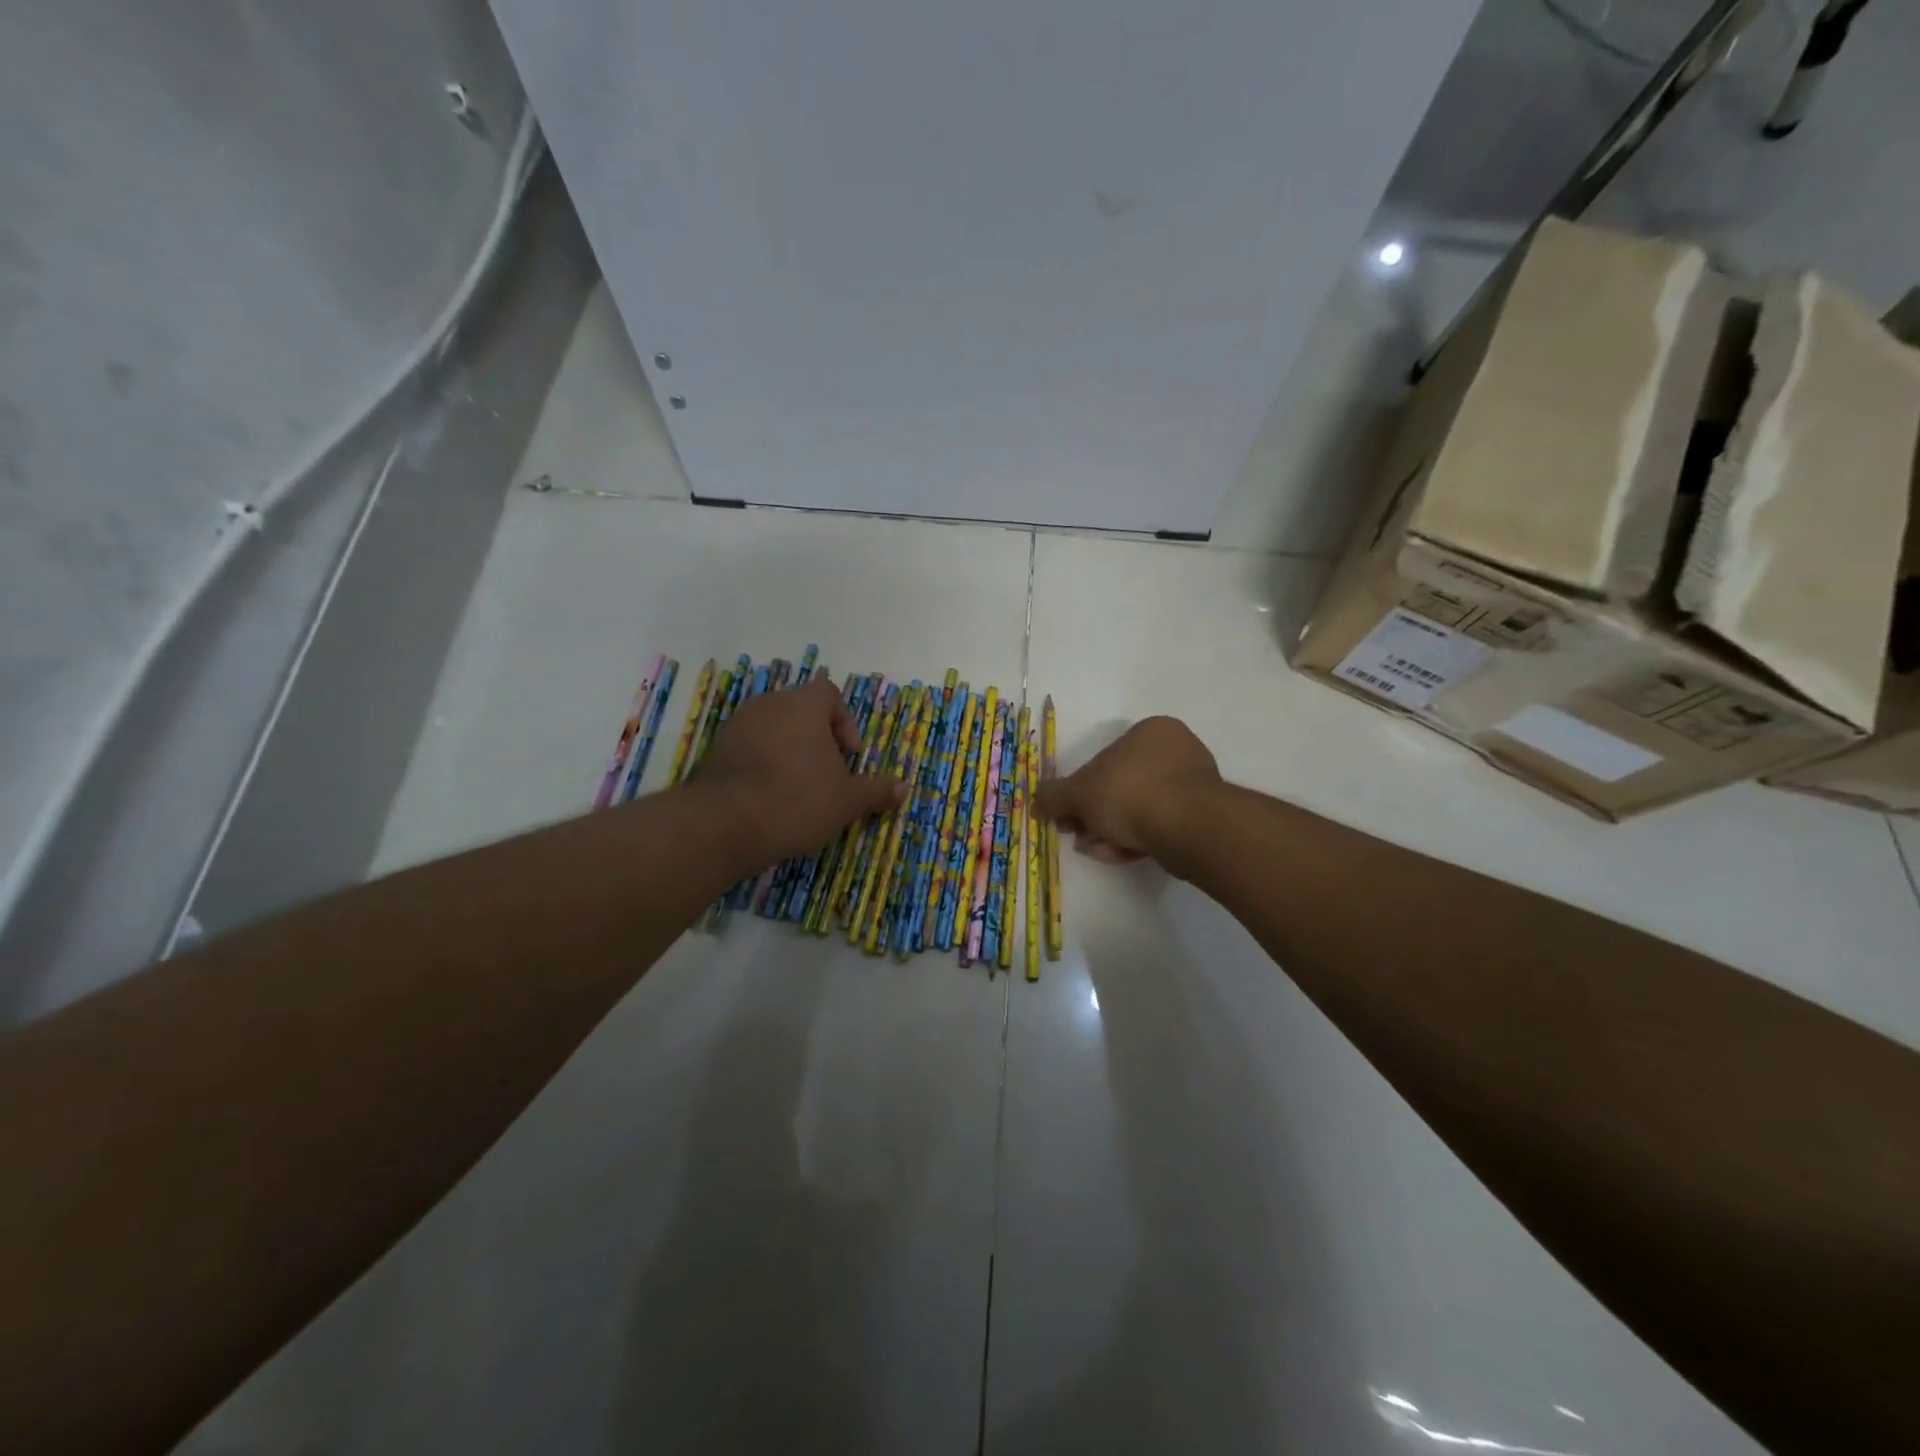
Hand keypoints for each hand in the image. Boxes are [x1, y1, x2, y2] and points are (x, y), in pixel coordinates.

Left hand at [691, 677, 906, 867]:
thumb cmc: (796, 800)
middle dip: (818, 739)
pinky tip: (769, 798)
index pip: (829, 693)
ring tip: (798, 789)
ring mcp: (736, 726)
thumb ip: (876, 790)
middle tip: (827, 774)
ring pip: (773, 729)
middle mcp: (768, 705)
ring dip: (789, 752)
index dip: (845, 721)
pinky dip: (762, 765)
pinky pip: (749, 749)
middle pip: (800, 711)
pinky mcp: (714, 751)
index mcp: (803, 705)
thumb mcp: (847, 801)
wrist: (723, 824)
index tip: (849, 756)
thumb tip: (905, 788)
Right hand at [1033, 716, 1221, 864]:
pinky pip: (1162, 826)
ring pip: (1139, 810)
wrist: (1190, 826)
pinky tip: (1125, 855)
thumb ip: (1054, 796)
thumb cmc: (1130, 794)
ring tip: (1101, 851)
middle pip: (1121, 787)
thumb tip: (1036, 803)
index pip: (1105, 761)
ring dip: (1113, 832)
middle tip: (1081, 836)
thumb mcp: (1079, 794)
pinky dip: (1140, 840)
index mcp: (1150, 732)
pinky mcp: (1203, 816)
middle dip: (1097, 817)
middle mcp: (1176, 751)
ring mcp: (1193, 784)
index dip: (1081, 792)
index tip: (1069, 817)